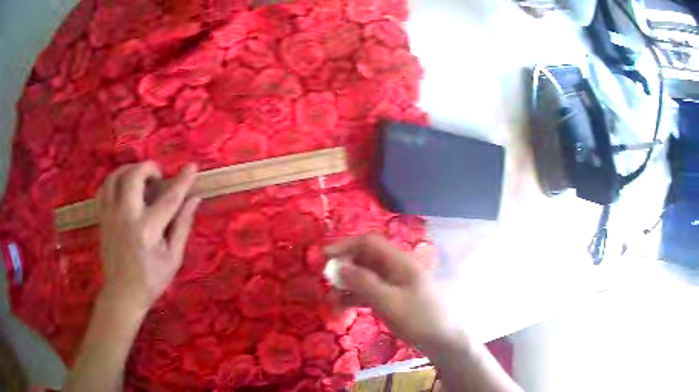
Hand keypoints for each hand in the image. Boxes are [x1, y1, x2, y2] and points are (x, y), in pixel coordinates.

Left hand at [97, 162, 200, 314]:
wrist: (122, 293)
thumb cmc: (151, 279)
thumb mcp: (173, 258)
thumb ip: (182, 226)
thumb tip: (194, 199)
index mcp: (147, 230)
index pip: (169, 198)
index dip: (182, 181)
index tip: (192, 166)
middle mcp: (126, 217)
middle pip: (133, 176)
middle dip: (149, 168)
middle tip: (158, 177)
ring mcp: (110, 216)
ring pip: (115, 177)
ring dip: (129, 170)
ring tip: (140, 177)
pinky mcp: (102, 218)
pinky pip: (104, 189)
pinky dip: (114, 181)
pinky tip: (123, 188)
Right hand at [325, 234, 453, 347]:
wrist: (444, 341)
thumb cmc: (420, 318)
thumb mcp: (390, 302)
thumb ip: (363, 283)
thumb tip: (338, 266)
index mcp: (399, 261)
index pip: (368, 242)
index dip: (345, 245)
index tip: (323, 257)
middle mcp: (396, 268)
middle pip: (365, 259)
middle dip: (344, 267)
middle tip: (327, 283)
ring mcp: (395, 284)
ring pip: (365, 276)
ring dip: (347, 285)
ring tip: (332, 301)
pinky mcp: (393, 298)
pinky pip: (370, 291)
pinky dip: (356, 297)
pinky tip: (344, 308)